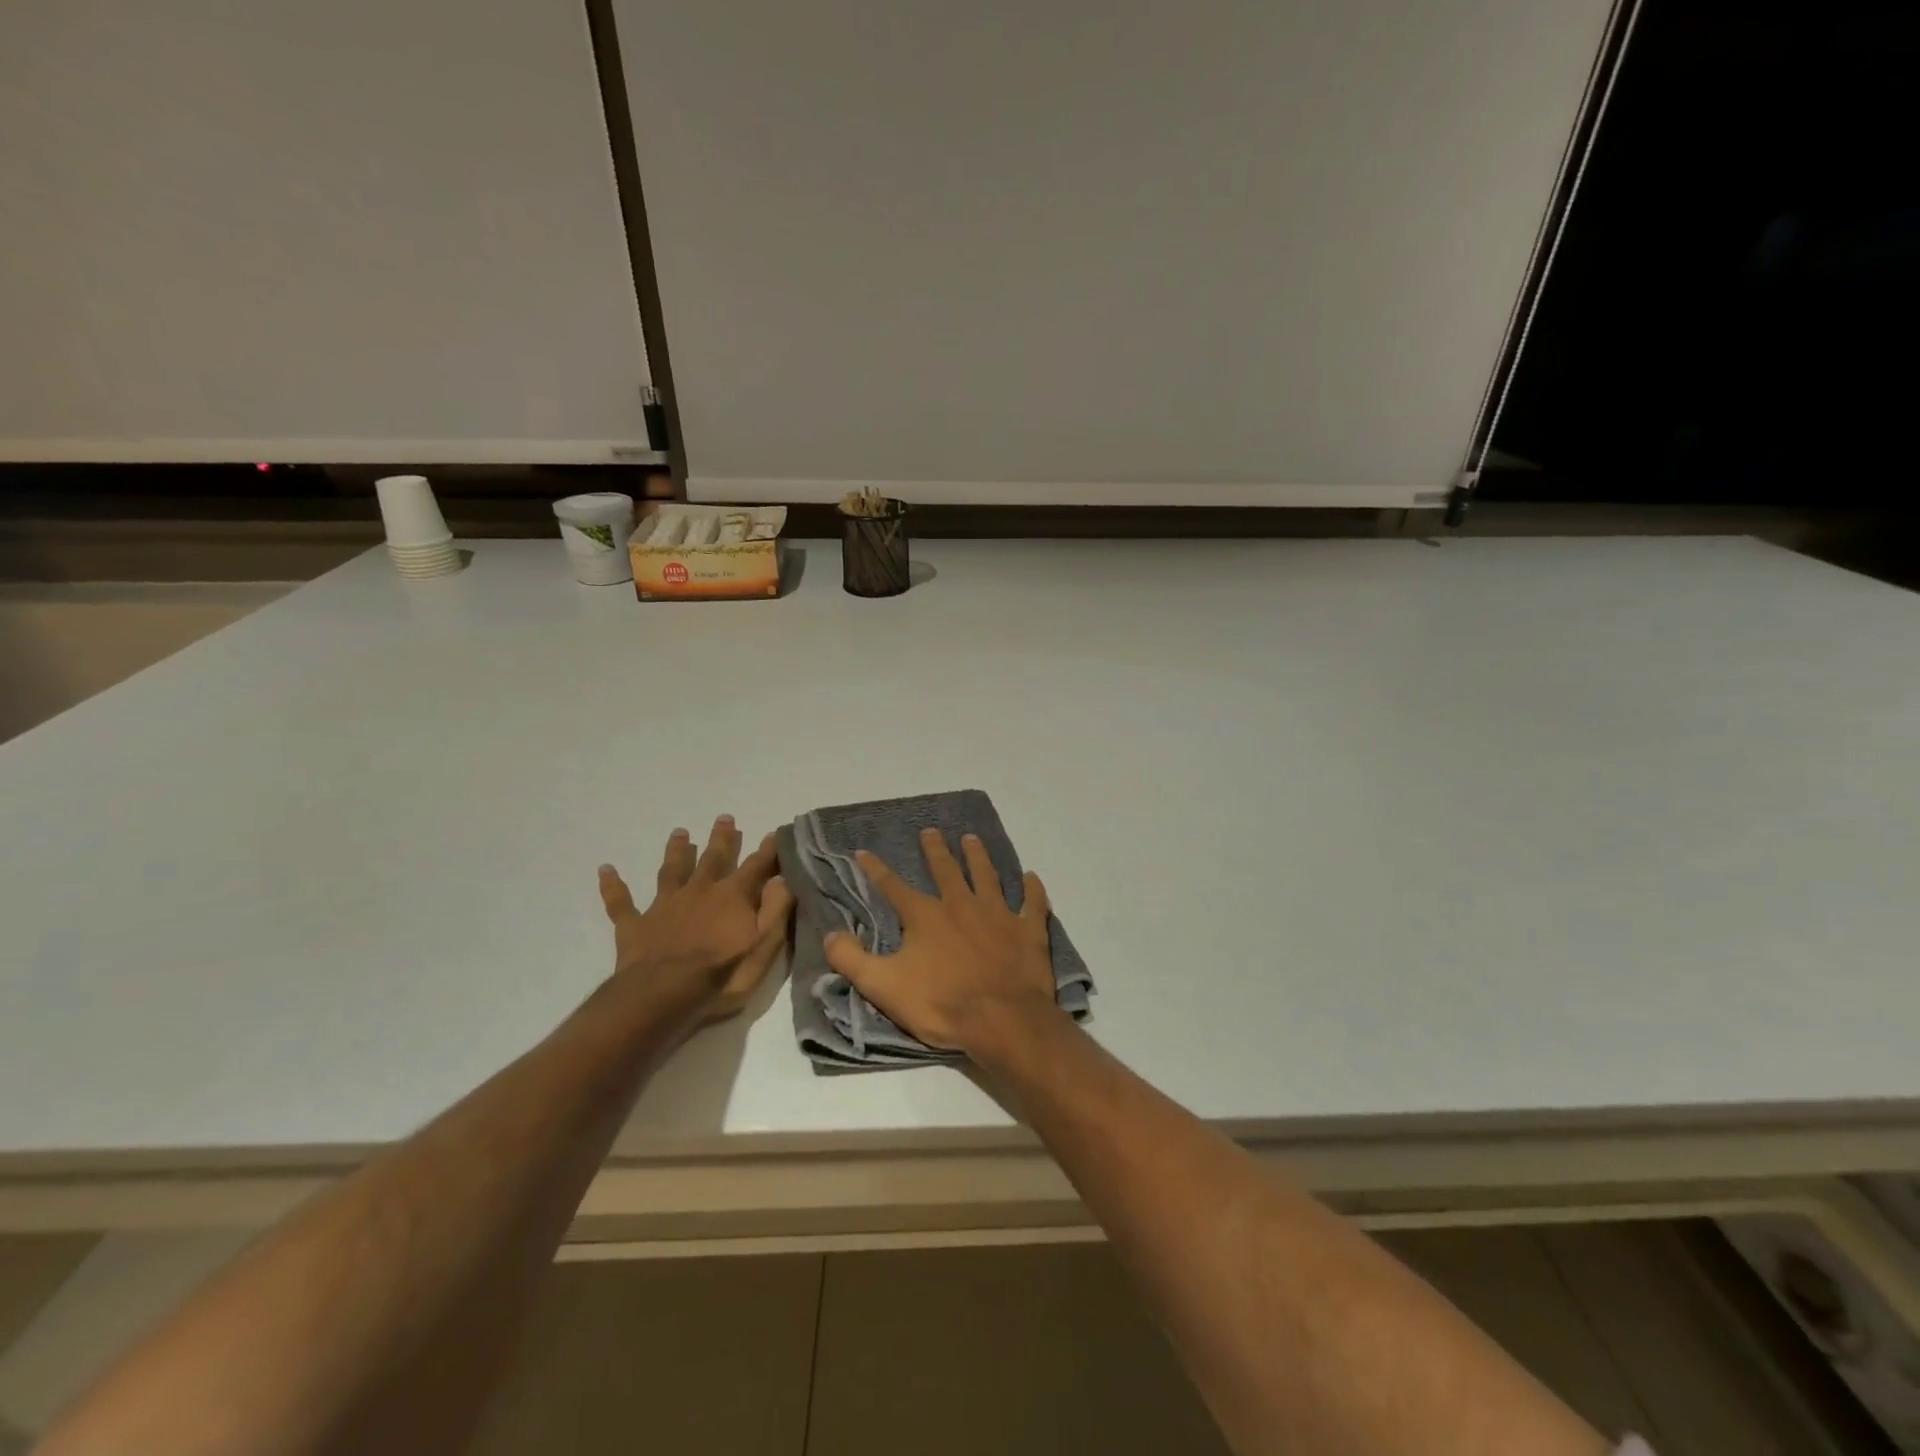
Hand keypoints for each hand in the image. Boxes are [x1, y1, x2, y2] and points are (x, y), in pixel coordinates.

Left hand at [598, 815, 794, 1024]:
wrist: (663, 995)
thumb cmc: (722, 974)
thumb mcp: (764, 945)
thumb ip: (776, 909)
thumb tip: (783, 877)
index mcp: (732, 896)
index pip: (755, 867)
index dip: (767, 851)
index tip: (775, 832)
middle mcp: (699, 891)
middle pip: (712, 859)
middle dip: (721, 839)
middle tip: (724, 818)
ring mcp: (664, 906)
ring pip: (671, 871)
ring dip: (676, 851)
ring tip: (680, 833)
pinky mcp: (635, 926)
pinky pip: (621, 903)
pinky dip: (613, 886)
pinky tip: (605, 870)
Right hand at [823, 826, 1062, 1057]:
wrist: (1002, 1020)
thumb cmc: (941, 1004)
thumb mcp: (883, 987)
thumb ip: (852, 960)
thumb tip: (828, 935)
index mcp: (926, 917)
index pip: (893, 887)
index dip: (876, 869)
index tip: (863, 851)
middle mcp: (961, 905)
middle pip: (946, 870)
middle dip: (936, 850)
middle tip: (931, 830)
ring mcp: (998, 914)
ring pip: (987, 876)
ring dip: (979, 857)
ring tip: (972, 839)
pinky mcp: (1028, 930)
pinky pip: (1032, 903)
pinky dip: (1033, 889)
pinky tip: (1032, 876)